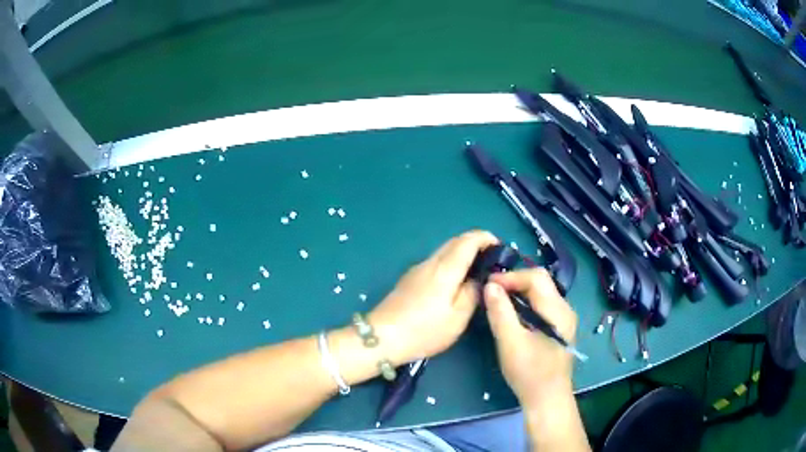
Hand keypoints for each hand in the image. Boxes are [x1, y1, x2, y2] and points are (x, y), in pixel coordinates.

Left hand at [368, 230, 498, 364]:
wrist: (382, 338)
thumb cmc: (424, 330)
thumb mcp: (458, 317)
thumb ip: (473, 293)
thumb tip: (478, 279)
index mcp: (445, 268)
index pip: (468, 240)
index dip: (486, 238)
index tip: (500, 247)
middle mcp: (430, 262)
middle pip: (455, 242)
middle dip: (475, 244)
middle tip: (491, 261)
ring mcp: (417, 270)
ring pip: (444, 252)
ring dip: (462, 254)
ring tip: (476, 274)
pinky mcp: (409, 279)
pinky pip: (435, 263)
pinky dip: (450, 264)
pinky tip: (454, 284)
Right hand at [483, 268, 577, 406]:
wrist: (547, 399)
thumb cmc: (529, 373)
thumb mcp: (510, 343)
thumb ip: (501, 313)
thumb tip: (490, 286)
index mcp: (557, 310)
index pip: (536, 277)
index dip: (511, 277)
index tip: (489, 284)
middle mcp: (565, 309)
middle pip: (541, 282)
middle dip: (515, 282)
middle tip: (492, 291)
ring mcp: (564, 319)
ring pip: (542, 293)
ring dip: (520, 292)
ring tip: (498, 300)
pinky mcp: (559, 328)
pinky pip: (542, 305)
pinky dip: (526, 303)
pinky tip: (513, 315)